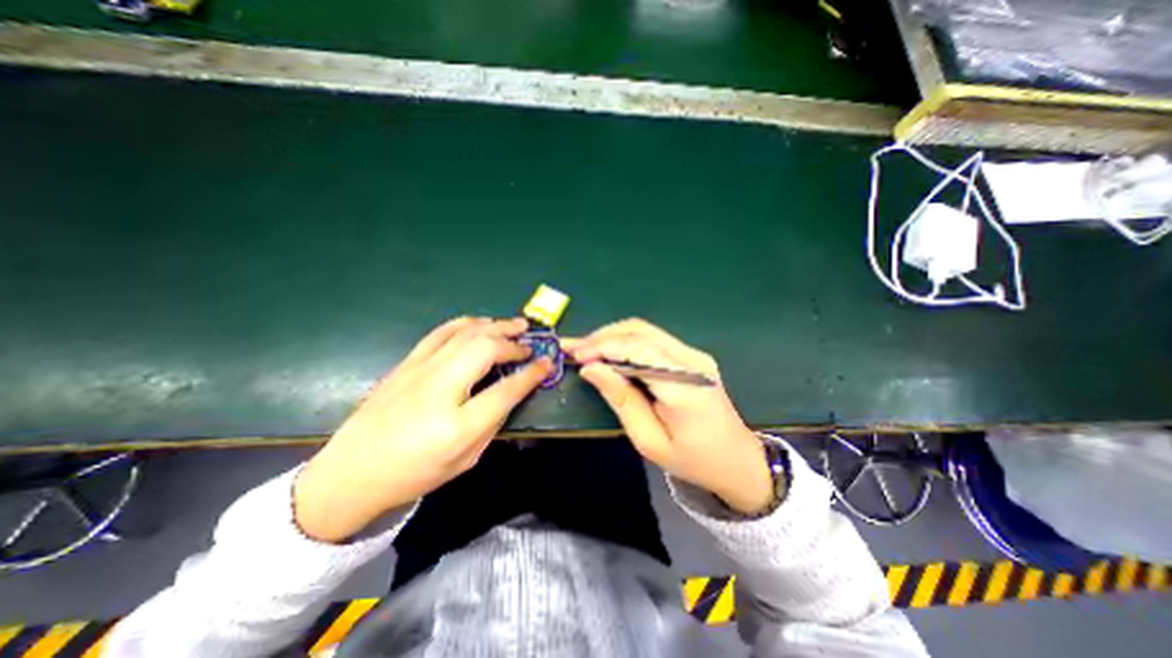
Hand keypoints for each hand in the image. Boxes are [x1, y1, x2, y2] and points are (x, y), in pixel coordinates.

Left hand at [292, 316, 550, 542]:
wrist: (351, 473)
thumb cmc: (415, 473)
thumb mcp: (465, 460)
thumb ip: (492, 422)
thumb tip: (511, 391)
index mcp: (458, 426)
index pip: (506, 390)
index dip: (532, 374)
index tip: (546, 363)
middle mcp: (439, 390)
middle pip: (485, 349)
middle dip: (514, 342)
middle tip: (530, 342)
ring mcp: (419, 371)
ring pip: (465, 334)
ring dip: (495, 326)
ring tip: (514, 324)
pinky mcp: (406, 363)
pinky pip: (441, 332)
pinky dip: (466, 323)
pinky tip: (481, 323)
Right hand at [565, 320, 774, 513]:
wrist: (737, 460)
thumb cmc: (692, 460)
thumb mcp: (649, 440)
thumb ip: (621, 399)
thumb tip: (591, 369)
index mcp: (684, 385)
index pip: (638, 350)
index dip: (602, 346)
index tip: (574, 354)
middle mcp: (692, 360)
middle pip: (640, 331)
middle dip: (602, 337)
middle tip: (573, 349)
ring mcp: (694, 354)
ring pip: (645, 331)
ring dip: (612, 337)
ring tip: (586, 350)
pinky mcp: (691, 356)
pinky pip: (652, 339)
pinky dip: (626, 342)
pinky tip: (609, 353)